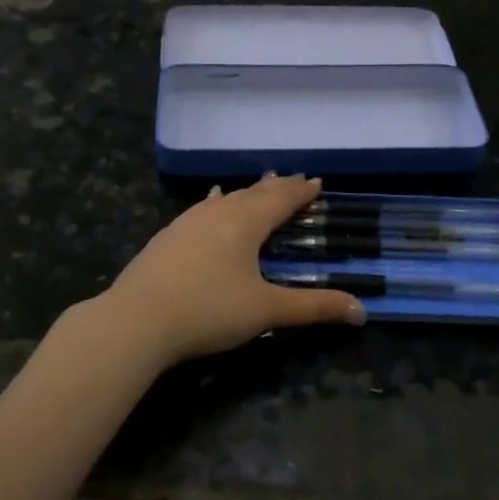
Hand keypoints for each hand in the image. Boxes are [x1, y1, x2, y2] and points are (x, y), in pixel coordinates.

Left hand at [99, 173, 365, 367]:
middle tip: (294, 179)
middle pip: (254, 193)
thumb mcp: (267, 310)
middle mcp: (218, 213)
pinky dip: (217, 204)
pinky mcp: (168, 236)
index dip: (301, 191)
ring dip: (247, 193)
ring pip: (226, 199)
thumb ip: (314, 308)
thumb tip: (362, 310)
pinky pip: (202, 209)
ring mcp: (188, 222)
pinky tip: (210, 203)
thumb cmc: (208, 310)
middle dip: (277, 187)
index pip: (281, 199)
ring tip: (259, 186)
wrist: (136, 320)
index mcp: (246, 222)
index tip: (317, 181)